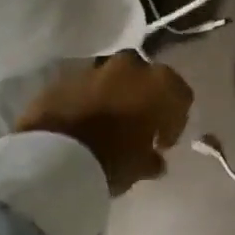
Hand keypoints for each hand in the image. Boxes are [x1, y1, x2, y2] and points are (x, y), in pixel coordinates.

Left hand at [16, 52, 193, 193]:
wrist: (54, 155)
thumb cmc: (113, 159)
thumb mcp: (142, 167)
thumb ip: (153, 159)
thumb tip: (155, 159)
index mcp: (160, 83)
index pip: (180, 95)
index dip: (175, 120)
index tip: (162, 143)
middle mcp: (130, 67)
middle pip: (146, 78)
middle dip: (144, 98)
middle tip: (137, 127)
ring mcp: (94, 69)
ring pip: (113, 79)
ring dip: (114, 97)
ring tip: (107, 125)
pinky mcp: (63, 79)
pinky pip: (84, 88)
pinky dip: (88, 101)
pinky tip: (82, 124)